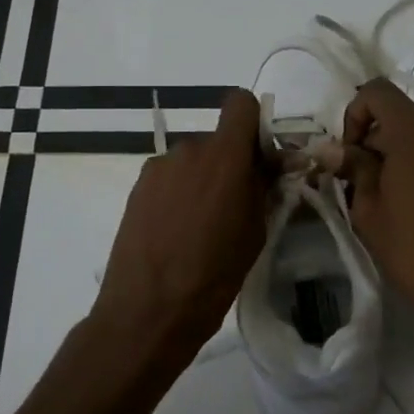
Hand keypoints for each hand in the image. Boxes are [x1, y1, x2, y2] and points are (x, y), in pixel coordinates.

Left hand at [91, 89, 273, 373]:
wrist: (149, 310)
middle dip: (230, 162)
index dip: (253, 123)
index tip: (259, 158)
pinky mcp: (137, 188)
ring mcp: (158, 168)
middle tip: (236, 203)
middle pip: (217, 139)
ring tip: (202, 224)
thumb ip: (265, 188)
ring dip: (203, 179)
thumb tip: (276, 165)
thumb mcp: (255, 232)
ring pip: (192, 160)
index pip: (240, 104)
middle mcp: (188, 150)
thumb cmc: (214, 275)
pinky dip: (179, 193)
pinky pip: (169, 177)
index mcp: (225, 157)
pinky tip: (176, 230)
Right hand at [339, 79, 413, 329]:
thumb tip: (331, 149)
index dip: (355, 114)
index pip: (377, 91)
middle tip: (361, 188)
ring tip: (391, 204)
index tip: (351, 155)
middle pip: (400, 119)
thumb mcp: (369, 212)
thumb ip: (353, 170)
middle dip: (375, 144)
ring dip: (400, 160)